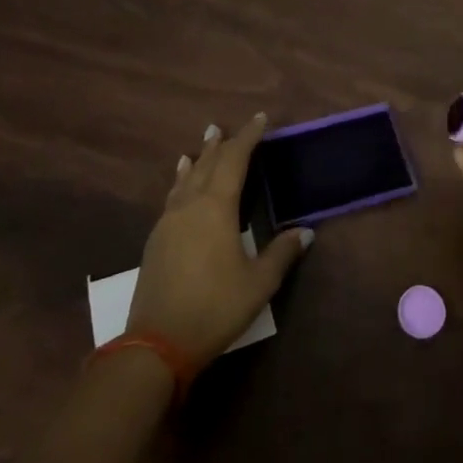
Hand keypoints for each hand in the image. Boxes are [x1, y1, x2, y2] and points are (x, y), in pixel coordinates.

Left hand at [128, 112, 313, 364]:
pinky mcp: (156, 240)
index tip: (259, 119)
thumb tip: (306, 231)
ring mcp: (169, 221)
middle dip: (221, 144)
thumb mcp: (258, 283)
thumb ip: (281, 253)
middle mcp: (190, 205)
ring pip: (186, 178)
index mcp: (216, 207)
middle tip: (229, 127)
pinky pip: (173, 196)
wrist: (156, 343)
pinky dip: (181, 180)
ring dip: (198, 158)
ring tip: (204, 141)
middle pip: (207, 164)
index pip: (235, 160)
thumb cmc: (214, 307)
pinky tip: (180, 184)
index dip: (248, 138)